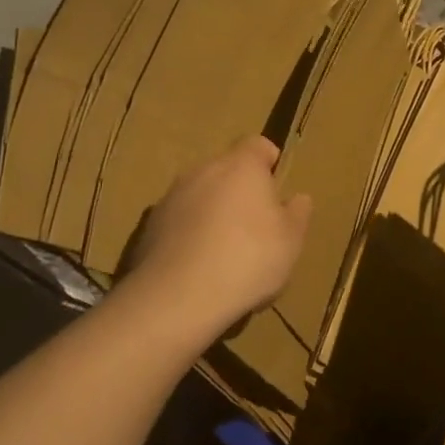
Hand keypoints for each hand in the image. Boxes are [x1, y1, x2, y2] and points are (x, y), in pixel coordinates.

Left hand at [119, 136, 312, 335]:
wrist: (176, 300)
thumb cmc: (247, 259)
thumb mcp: (291, 240)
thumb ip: (297, 213)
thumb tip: (297, 199)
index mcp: (241, 166)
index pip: (257, 145)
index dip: (269, 162)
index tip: (276, 189)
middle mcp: (203, 171)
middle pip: (226, 170)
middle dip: (240, 190)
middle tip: (256, 224)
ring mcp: (170, 199)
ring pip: (200, 196)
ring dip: (212, 212)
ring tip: (225, 251)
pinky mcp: (147, 229)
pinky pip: (178, 222)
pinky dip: (189, 235)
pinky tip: (199, 268)